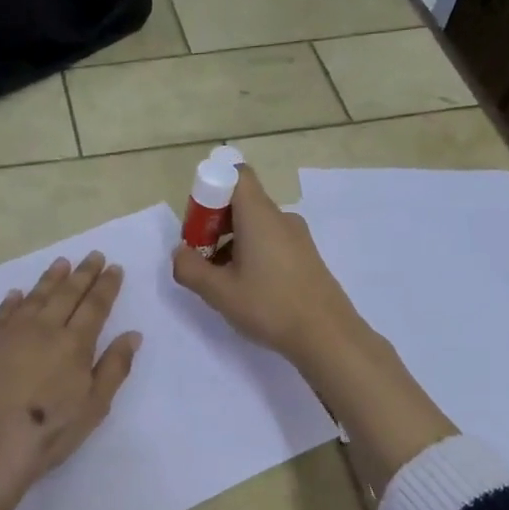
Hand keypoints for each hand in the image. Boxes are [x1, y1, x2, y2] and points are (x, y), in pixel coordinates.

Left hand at [0, 251, 141, 493]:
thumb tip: (132, 334)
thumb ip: (115, 367)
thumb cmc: (51, 431)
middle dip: (83, 273)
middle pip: (67, 294)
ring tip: (61, 263)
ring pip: (34, 297)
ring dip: (50, 278)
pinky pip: (2, 314)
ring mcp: (10, 334)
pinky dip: (12, 301)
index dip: (106, 285)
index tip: (114, 268)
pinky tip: (17, 293)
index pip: (95, 305)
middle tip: (93, 255)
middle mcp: (44, 329)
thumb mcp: (95, 405)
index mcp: (75, 344)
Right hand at [171, 164, 369, 376]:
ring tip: (222, 281)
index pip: (236, 174)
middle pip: (242, 202)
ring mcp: (297, 237)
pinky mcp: (306, 256)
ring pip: (255, 225)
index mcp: (259, 215)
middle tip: (201, 259)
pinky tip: (248, 289)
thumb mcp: (219, 292)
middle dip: (215, 224)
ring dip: (231, 243)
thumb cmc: (270, 306)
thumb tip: (180, 253)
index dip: (210, 189)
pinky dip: (252, 254)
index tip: (198, 224)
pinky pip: (271, 242)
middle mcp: (280, 218)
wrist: (327, 335)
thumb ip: (190, 269)